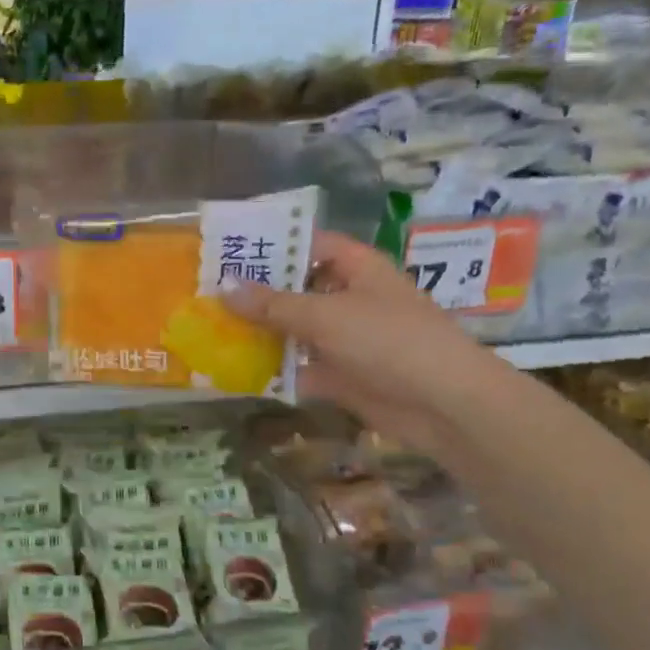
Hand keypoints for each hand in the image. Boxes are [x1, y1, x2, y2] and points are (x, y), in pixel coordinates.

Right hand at [222, 231, 522, 457]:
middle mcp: (350, 298)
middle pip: (296, 288)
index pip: (309, 244)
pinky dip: (272, 370)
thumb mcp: (324, 315)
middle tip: (206, 292)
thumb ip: (272, 304)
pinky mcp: (341, 375)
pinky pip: (298, 367)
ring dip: (260, 332)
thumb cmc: (388, 341)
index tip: (228, 250)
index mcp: (356, 268)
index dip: (272, 245)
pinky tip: (232, 370)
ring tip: (209, 328)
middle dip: (256, 292)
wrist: (443, 404)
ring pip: (294, 330)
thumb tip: (224, 288)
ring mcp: (345, 338)